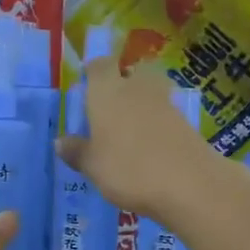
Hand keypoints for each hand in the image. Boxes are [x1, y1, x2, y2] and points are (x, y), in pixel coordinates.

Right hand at [56, 61, 221, 218]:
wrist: (189, 183)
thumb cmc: (128, 169)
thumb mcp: (93, 166)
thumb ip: (76, 151)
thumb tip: (60, 141)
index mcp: (107, 92)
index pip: (99, 66)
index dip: (93, 71)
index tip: (87, 83)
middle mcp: (136, 88)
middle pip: (131, 72)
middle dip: (123, 82)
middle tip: (111, 105)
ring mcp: (165, 103)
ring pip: (150, 91)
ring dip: (141, 102)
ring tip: (130, 128)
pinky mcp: (186, 122)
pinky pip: (164, 113)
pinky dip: (157, 122)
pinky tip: (150, 145)